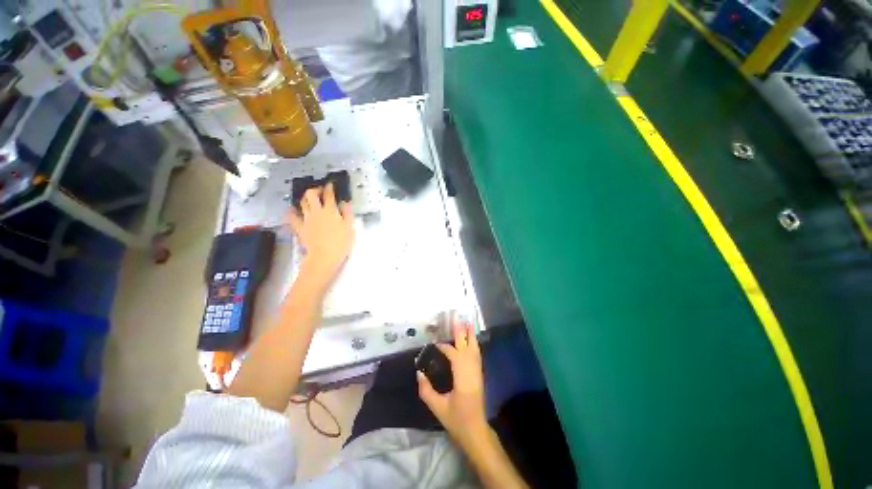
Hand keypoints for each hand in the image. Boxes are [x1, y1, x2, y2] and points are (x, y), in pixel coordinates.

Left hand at [287, 183, 354, 289]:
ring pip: (302, 203)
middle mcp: (317, 211)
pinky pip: (292, 217)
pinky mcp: (300, 228)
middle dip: (315, 189)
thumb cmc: (340, 243)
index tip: (331, 184)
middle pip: (311, 194)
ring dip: (305, 198)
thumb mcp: (350, 228)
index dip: (329, 187)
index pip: (329, 195)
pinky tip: (292, 209)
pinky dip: (291, 211)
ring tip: (309, 198)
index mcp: (330, 211)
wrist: (324, 257)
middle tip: (320, 190)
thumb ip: (347, 213)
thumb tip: (345, 202)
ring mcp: (306, 219)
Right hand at [417, 321, 488, 449]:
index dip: (445, 347)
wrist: (476, 431)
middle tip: (458, 319)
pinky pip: (477, 356)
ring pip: (475, 350)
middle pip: (467, 348)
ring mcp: (478, 373)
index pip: (454, 355)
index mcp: (462, 378)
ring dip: (471, 336)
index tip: (435, 344)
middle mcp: (471, 371)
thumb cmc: (457, 420)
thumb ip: (426, 390)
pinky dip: (474, 345)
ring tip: (468, 323)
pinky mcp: (480, 375)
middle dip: (462, 333)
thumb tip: (419, 373)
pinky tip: (472, 341)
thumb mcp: (438, 408)